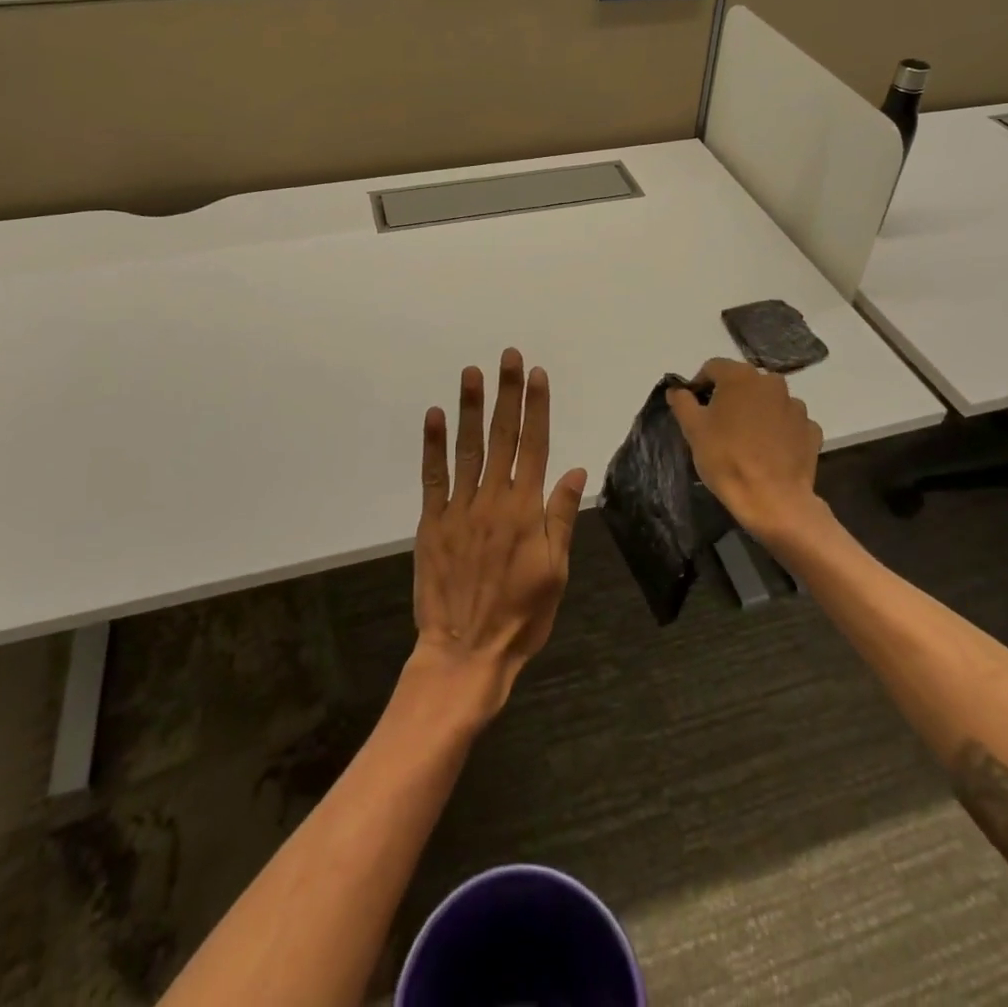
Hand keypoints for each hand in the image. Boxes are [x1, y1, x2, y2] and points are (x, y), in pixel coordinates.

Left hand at [411, 349, 586, 725]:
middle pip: (503, 436)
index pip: (535, 445)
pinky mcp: (432, 522)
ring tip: (472, 373)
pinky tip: (435, 416)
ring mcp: (460, 508)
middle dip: (507, 394)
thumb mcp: (556, 571)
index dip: (537, 407)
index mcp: (526, 509)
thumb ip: (561, 517)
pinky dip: (433, 445)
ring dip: (470, 408)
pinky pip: (433, 477)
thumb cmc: (522, 615)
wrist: (467, 650)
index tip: (536, 375)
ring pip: (467, 448)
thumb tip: (574, 471)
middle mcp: (493, 498)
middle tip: (508, 357)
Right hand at [667, 359, 822, 540]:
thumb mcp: (693, 429)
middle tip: (718, 424)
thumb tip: (677, 390)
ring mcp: (796, 406)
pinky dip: (778, 430)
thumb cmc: (726, 458)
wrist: (772, 499)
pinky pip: (788, 422)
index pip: (713, 367)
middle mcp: (772, 383)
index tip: (694, 406)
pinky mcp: (811, 429)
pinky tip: (768, 450)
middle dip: (729, 397)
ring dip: (756, 411)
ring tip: (745, 439)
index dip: (699, 384)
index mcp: (741, 377)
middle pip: (743, 382)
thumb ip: (682, 402)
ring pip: (768, 401)